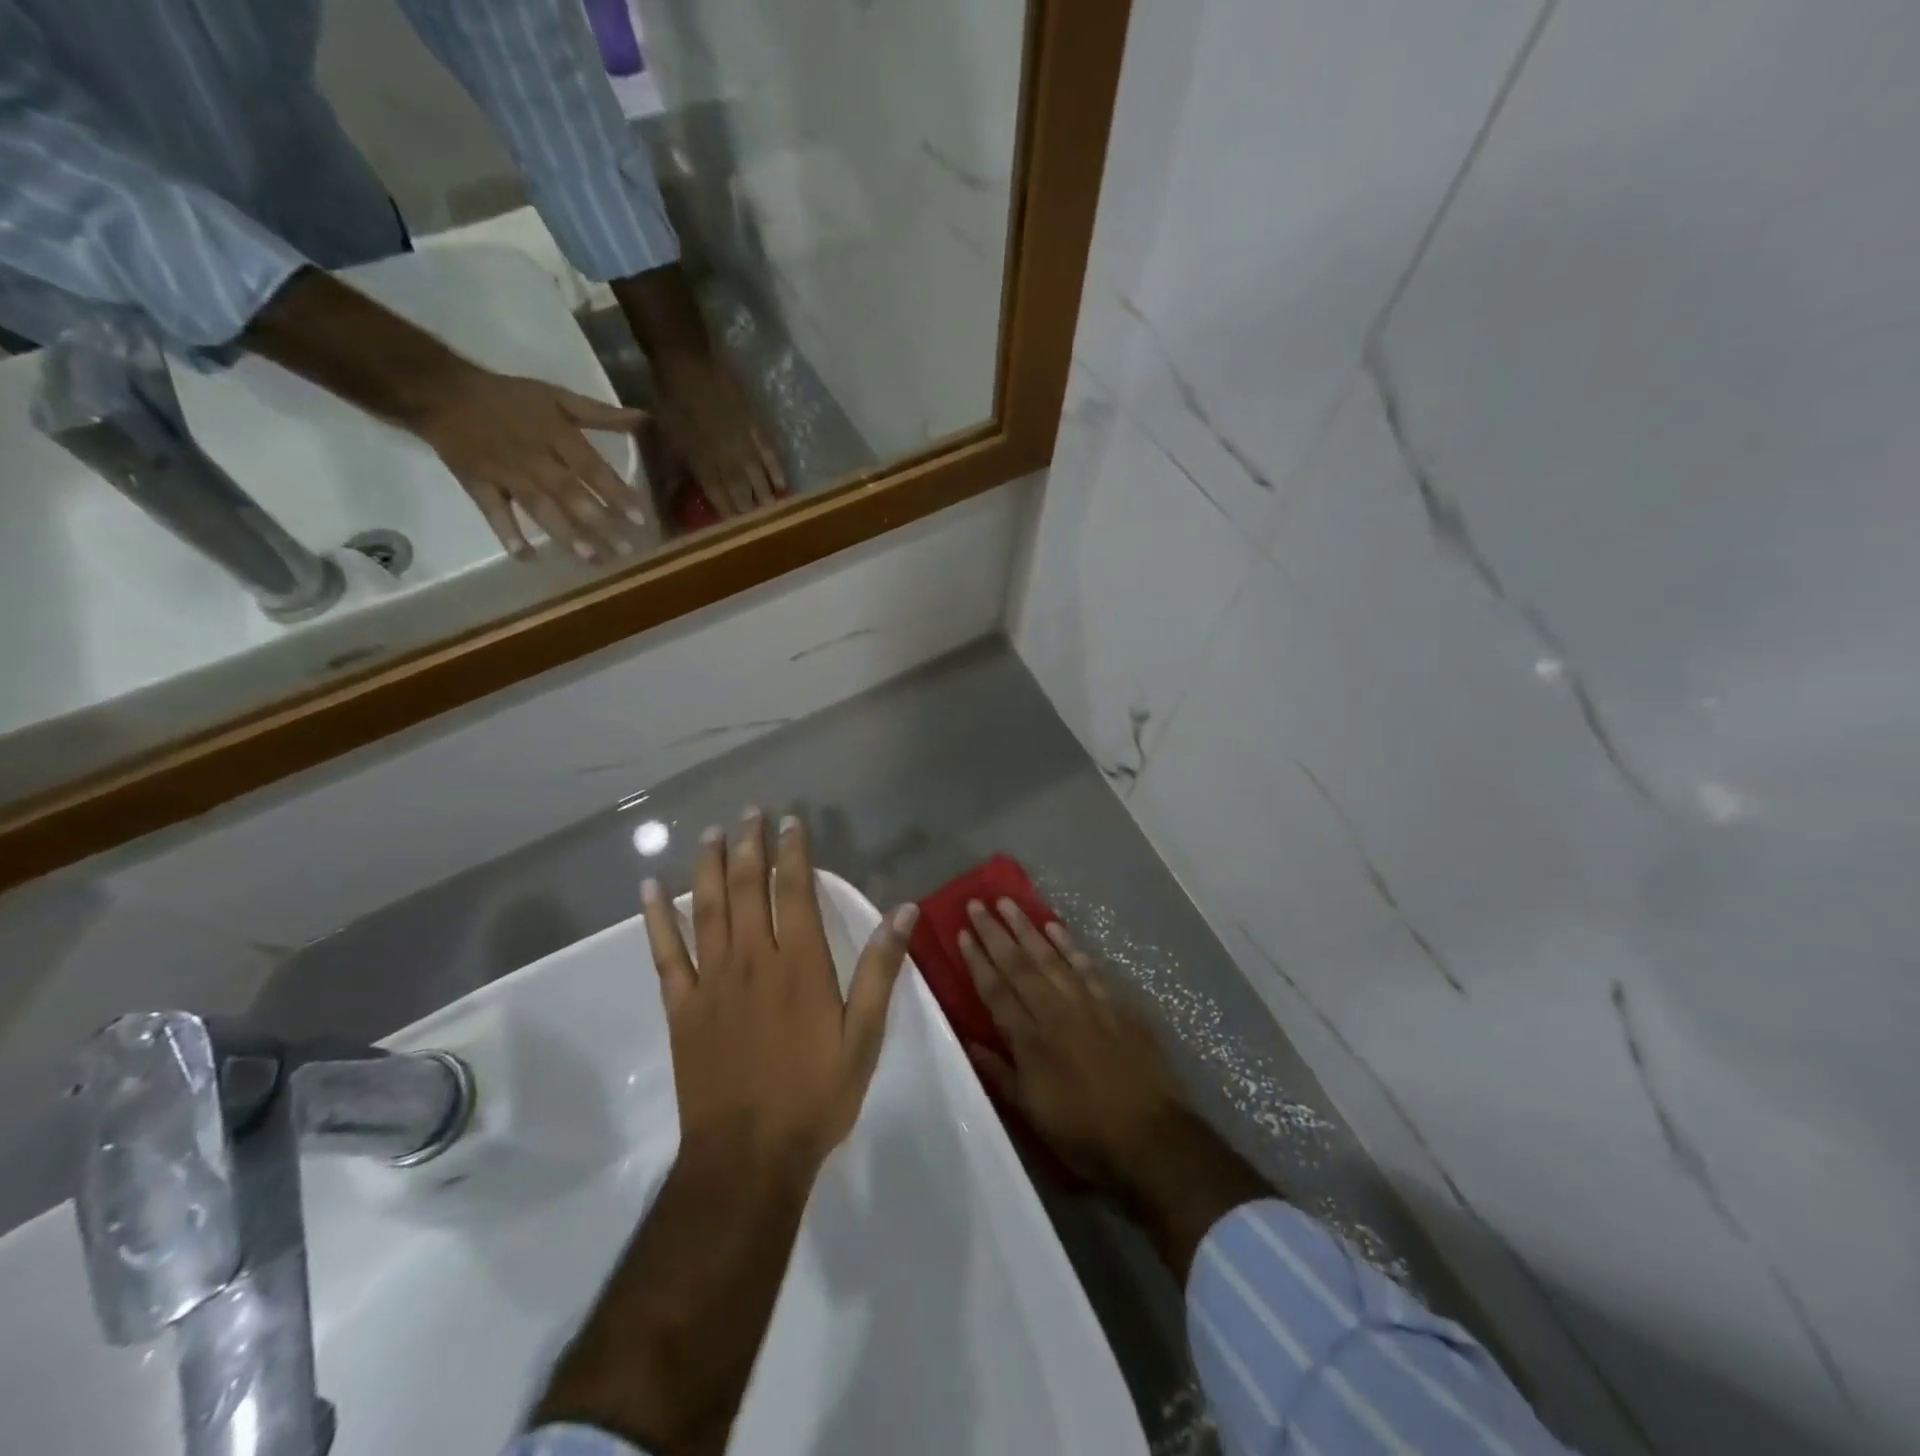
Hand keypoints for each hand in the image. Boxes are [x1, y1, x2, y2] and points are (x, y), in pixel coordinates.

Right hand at [410, 366, 651, 564]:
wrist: (439, 391)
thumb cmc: (508, 397)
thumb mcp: (557, 397)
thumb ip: (600, 414)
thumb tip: (643, 420)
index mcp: (555, 435)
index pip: (592, 468)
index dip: (616, 493)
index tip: (640, 519)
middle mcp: (534, 457)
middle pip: (570, 494)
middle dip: (598, 523)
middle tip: (625, 552)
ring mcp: (505, 473)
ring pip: (539, 507)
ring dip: (565, 535)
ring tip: (591, 559)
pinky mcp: (478, 484)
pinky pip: (493, 512)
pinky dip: (508, 534)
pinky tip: (527, 557)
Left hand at [641, 810, 916, 1171]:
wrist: (749, 1156)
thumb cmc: (815, 1095)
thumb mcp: (864, 1036)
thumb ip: (881, 970)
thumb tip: (903, 910)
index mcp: (800, 964)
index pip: (793, 890)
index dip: (791, 852)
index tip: (789, 822)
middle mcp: (753, 959)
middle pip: (746, 888)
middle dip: (747, 845)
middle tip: (747, 812)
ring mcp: (712, 981)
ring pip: (706, 908)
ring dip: (707, 866)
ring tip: (709, 832)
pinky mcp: (682, 1007)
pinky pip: (666, 953)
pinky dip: (656, 918)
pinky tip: (649, 889)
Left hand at [652, 349, 786, 518]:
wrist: (687, 365)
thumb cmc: (670, 403)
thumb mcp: (665, 442)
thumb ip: (673, 474)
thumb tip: (670, 503)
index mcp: (703, 466)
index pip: (720, 499)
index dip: (729, 517)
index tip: (737, 534)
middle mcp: (728, 461)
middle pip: (742, 494)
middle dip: (750, 513)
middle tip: (760, 530)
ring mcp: (745, 446)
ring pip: (758, 479)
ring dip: (766, 498)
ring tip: (775, 515)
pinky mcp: (756, 429)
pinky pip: (770, 456)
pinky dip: (777, 472)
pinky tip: (783, 486)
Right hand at [958, 899, 1185, 1192]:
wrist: (1151, 1137)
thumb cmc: (1084, 1133)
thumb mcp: (1033, 1113)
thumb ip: (1000, 1074)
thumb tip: (970, 1042)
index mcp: (1030, 1040)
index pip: (995, 991)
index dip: (977, 961)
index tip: (962, 933)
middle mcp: (1054, 1012)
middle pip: (1019, 965)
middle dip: (995, 933)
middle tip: (976, 903)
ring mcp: (1087, 1003)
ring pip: (1050, 956)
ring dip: (1027, 928)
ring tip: (1008, 902)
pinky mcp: (1115, 1003)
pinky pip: (1087, 965)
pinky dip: (1069, 944)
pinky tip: (1055, 927)